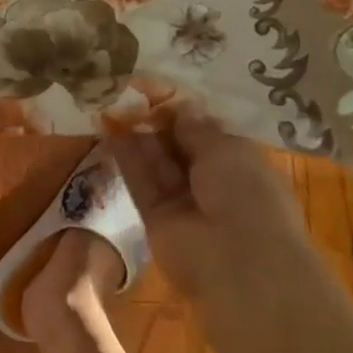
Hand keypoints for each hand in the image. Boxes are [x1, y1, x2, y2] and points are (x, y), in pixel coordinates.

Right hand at [109, 104, 307, 299]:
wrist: (239, 264)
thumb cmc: (246, 195)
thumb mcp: (226, 148)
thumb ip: (196, 126)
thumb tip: (180, 106)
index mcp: (239, 163)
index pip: (205, 131)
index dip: (180, 110)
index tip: (154, 88)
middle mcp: (211, 181)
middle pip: (176, 144)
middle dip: (154, 119)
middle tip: (126, 91)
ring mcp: (182, 200)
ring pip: (155, 161)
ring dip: (134, 133)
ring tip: (109, 102)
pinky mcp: (155, 215)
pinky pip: (139, 180)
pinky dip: (124, 155)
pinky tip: (106, 127)